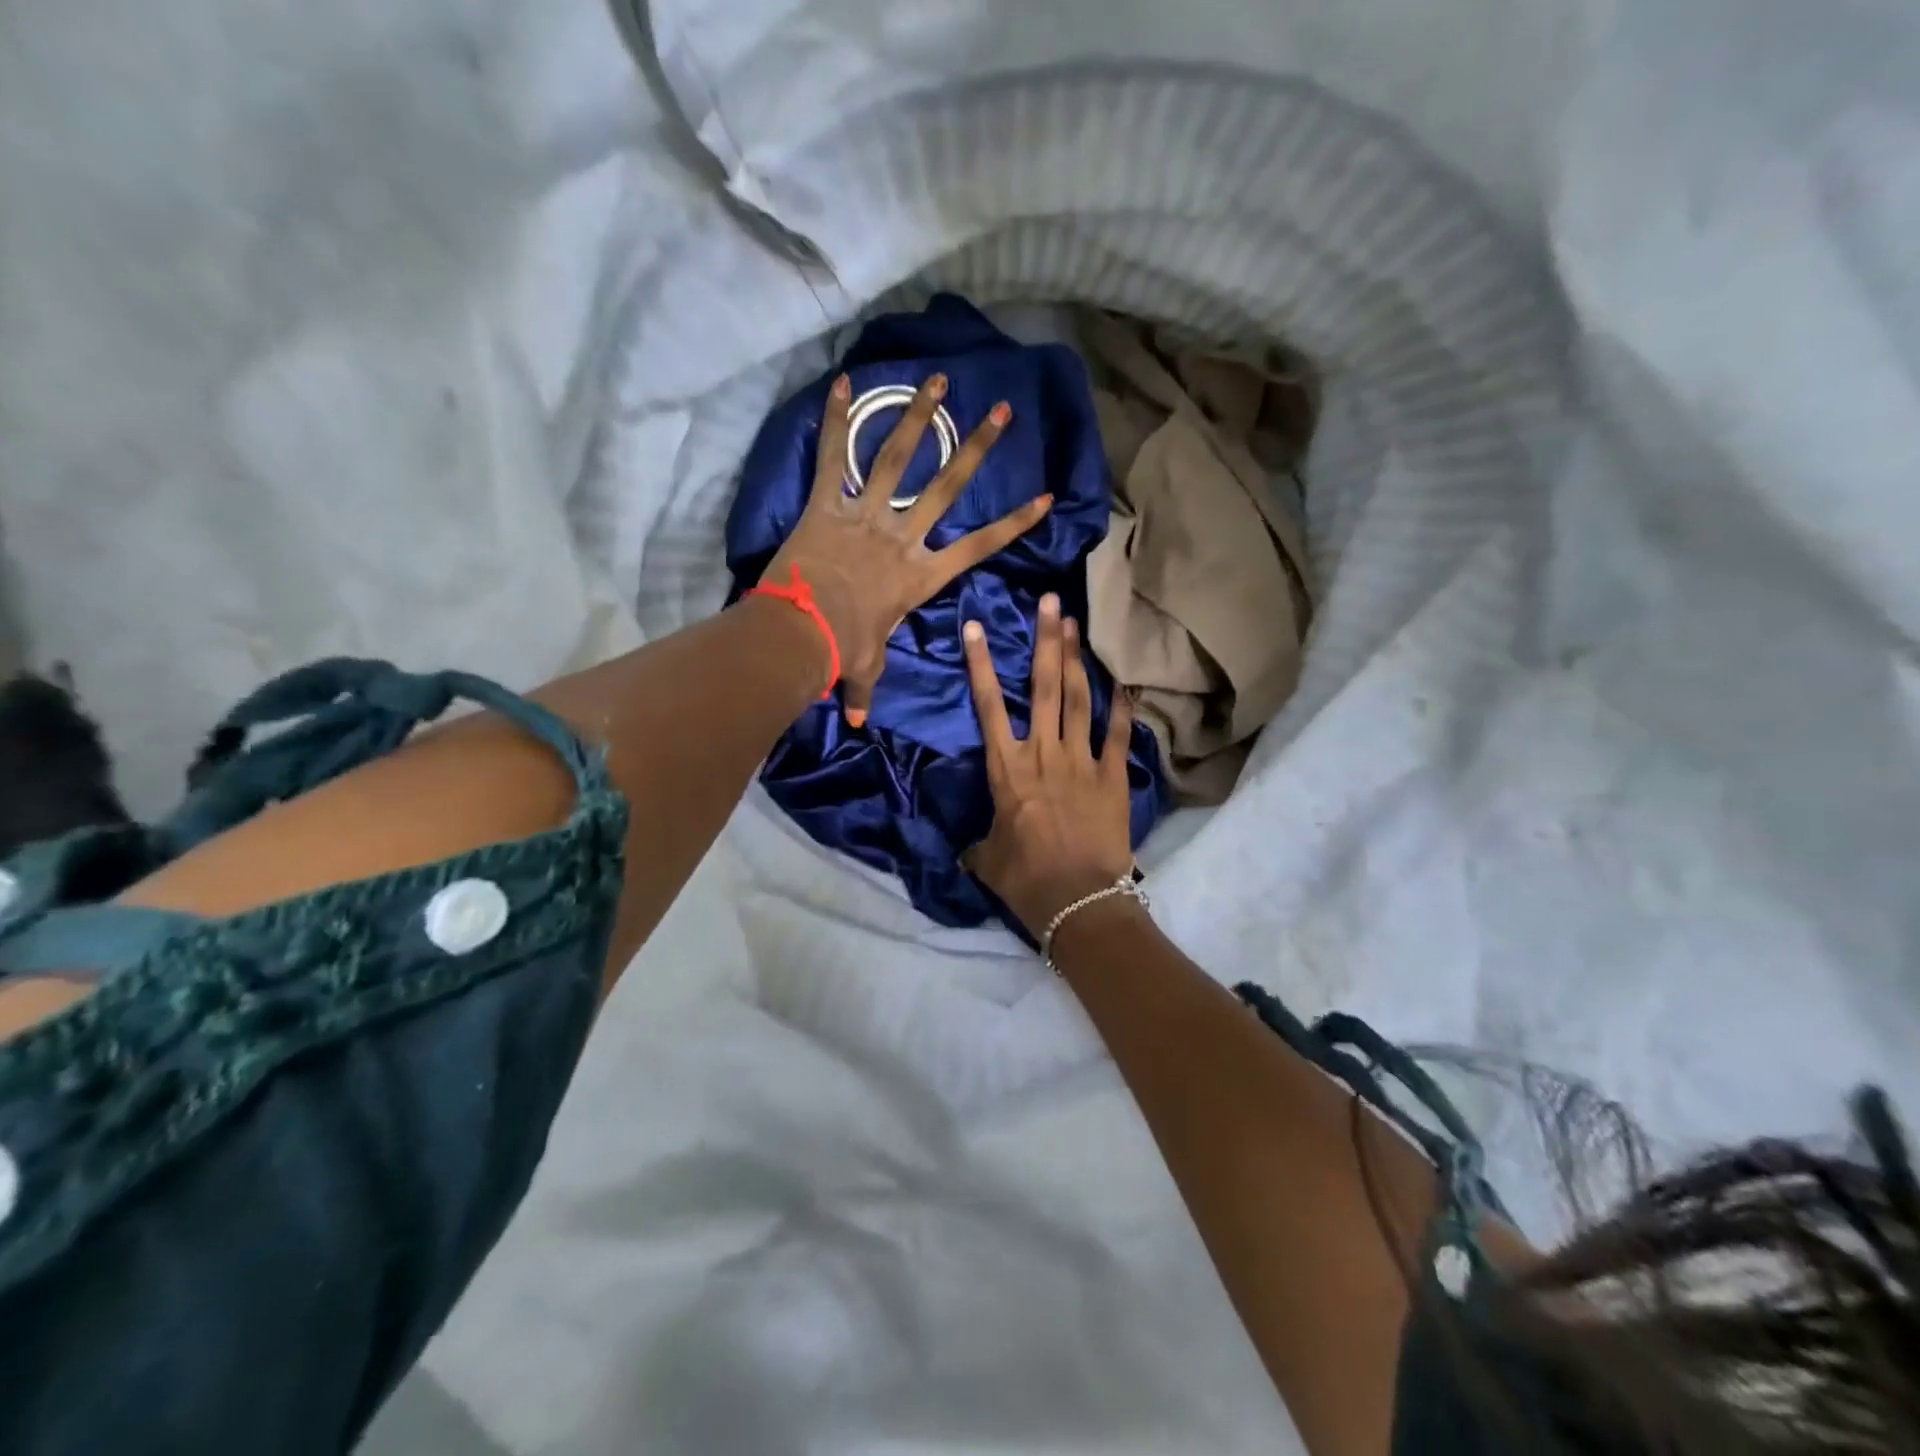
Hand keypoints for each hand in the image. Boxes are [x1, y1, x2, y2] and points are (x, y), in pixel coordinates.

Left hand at [761, 372, 1051, 724]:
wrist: (801, 633)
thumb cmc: (842, 651)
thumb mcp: (864, 668)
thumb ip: (864, 688)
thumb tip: (857, 721)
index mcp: (920, 576)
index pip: (979, 547)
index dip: (1014, 523)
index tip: (1045, 497)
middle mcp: (902, 536)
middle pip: (947, 486)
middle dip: (977, 447)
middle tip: (1001, 411)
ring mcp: (866, 515)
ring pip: (897, 457)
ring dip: (919, 416)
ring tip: (938, 379)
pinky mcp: (827, 505)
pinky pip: (833, 457)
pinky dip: (837, 420)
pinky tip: (845, 382)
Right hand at [963, 592, 1136, 937]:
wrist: (1078, 900)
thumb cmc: (1026, 879)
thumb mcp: (989, 860)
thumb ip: (980, 846)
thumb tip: (968, 852)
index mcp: (1007, 768)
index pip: (987, 706)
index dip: (980, 664)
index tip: (975, 627)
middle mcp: (1043, 753)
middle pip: (1043, 686)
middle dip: (1045, 641)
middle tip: (1050, 602)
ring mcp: (1082, 760)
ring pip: (1077, 698)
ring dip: (1076, 659)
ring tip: (1076, 624)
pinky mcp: (1112, 776)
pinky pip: (1117, 733)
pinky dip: (1120, 707)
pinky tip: (1123, 681)